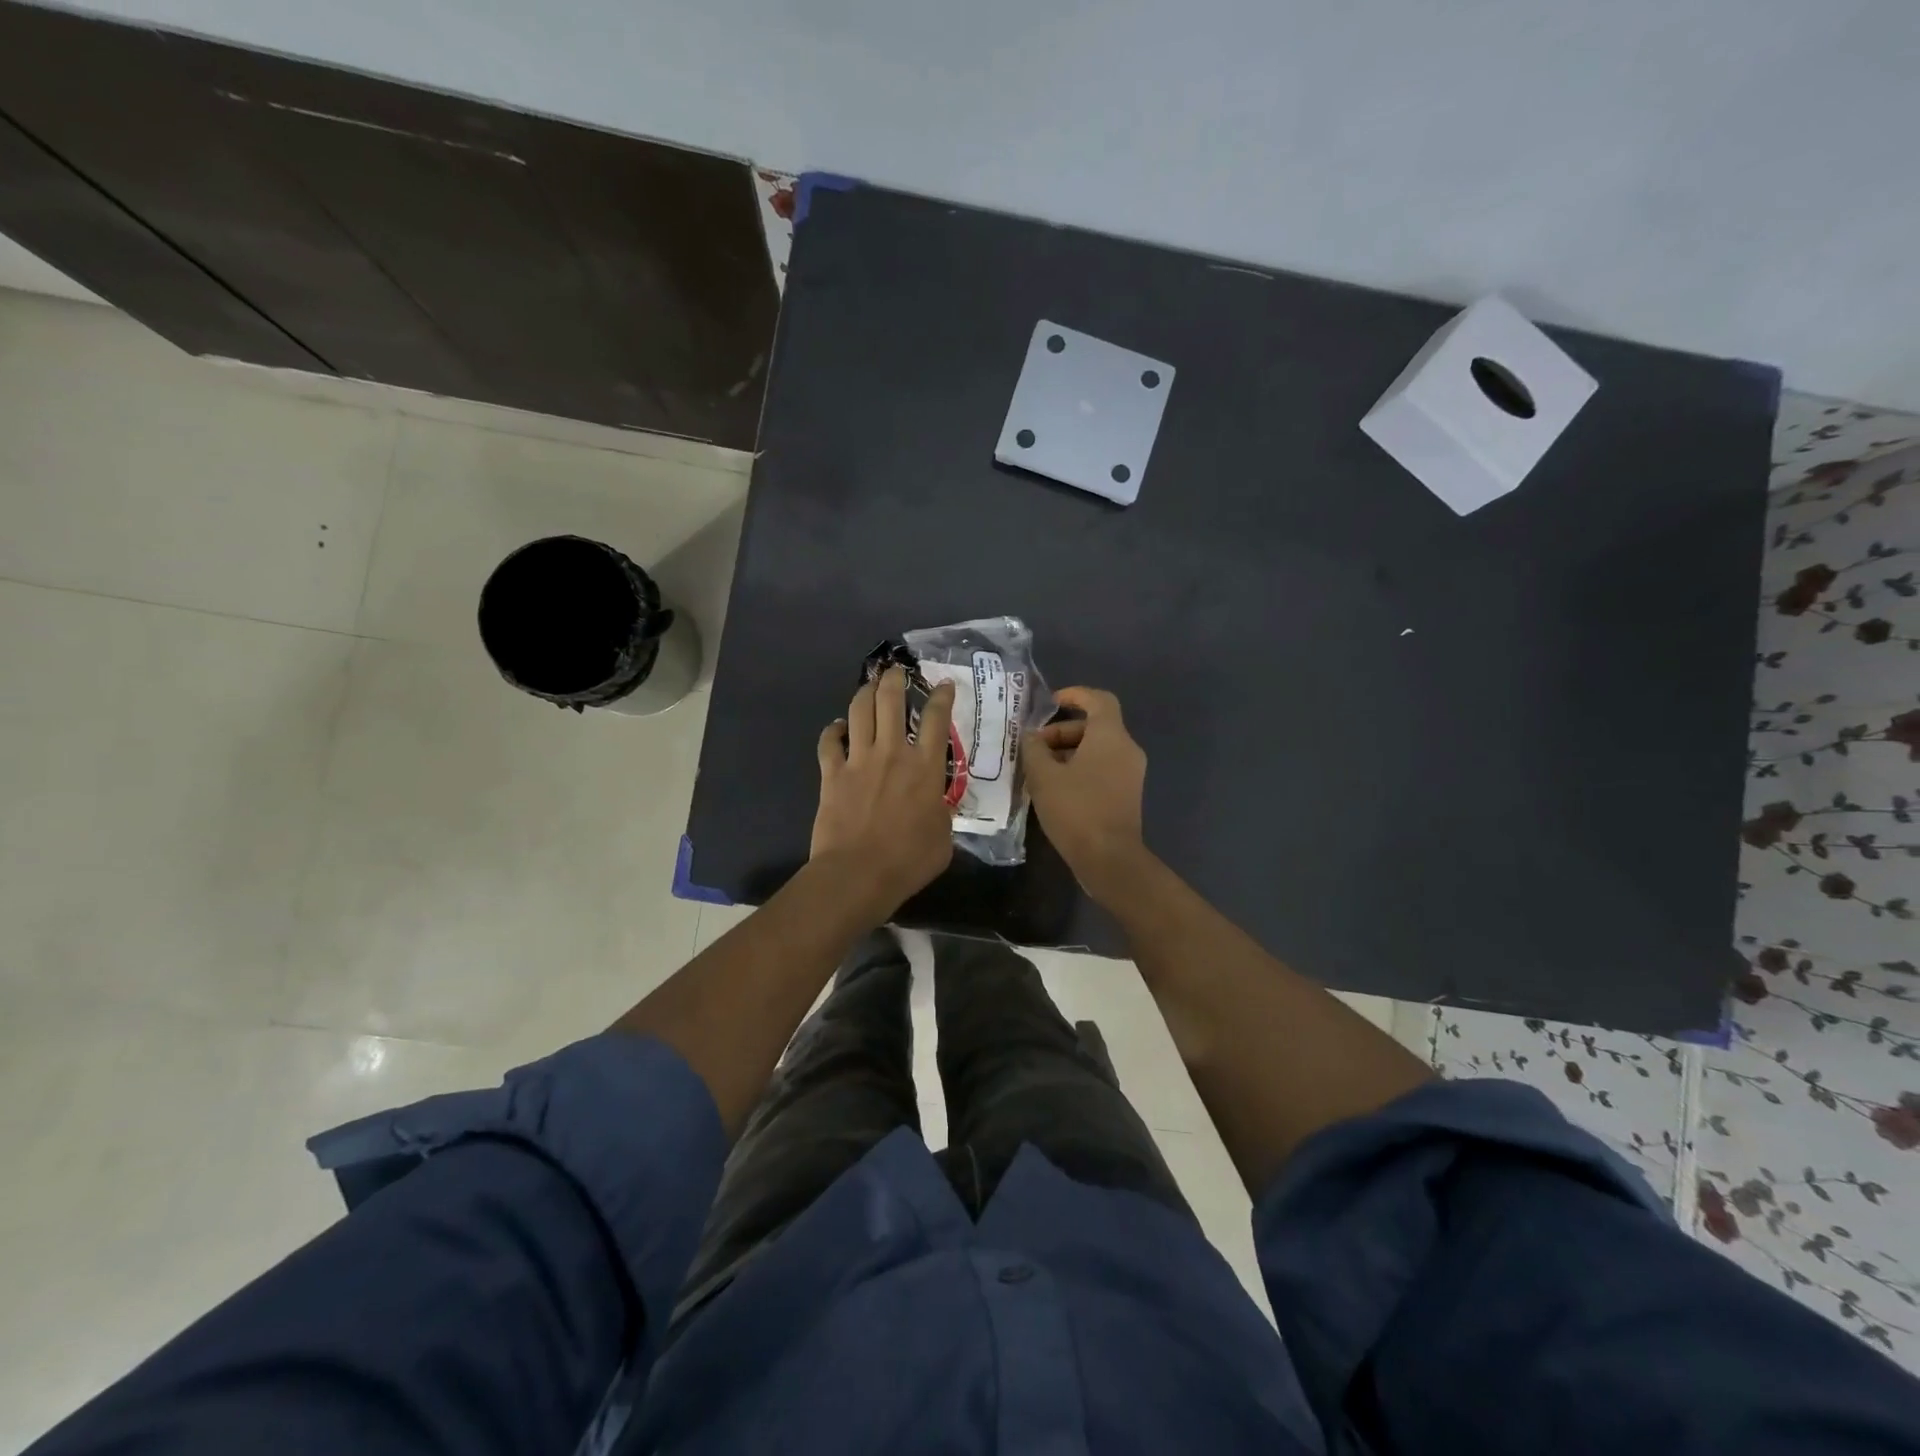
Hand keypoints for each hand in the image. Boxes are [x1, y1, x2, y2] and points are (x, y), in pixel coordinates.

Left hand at [811, 667, 957, 918]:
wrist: (857, 874)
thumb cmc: (908, 861)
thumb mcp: (944, 838)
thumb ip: (942, 812)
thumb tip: (936, 805)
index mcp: (925, 768)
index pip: (937, 718)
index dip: (941, 696)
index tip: (944, 684)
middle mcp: (892, 753)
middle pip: (891, 700)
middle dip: (894, 679)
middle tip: (897, 671)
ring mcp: (859, 760)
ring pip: (860, 710)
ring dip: (865, 693)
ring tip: (870, 686)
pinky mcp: (832, 773)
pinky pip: (829, 741)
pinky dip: (833, 730)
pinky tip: (838, 728)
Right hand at [1023, 687, 1149, 903]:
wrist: (1109, 859)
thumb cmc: (1076, 809)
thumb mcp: (1043, 776)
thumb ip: (1034, 749)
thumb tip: (1031, 737)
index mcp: (1110, 736)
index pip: (1098, 699)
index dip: (1075, 695)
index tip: (1050, 703)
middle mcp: (1126, 749)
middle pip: (1094, 726)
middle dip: (1061, 732)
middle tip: (1034, 748)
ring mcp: (1130, 773)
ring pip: (1097, 749)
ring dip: (1068, 752)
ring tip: (1038, 770)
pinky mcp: (1127, 794)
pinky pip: (1102, 768)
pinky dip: (1079, 768)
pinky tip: (1055, 788)